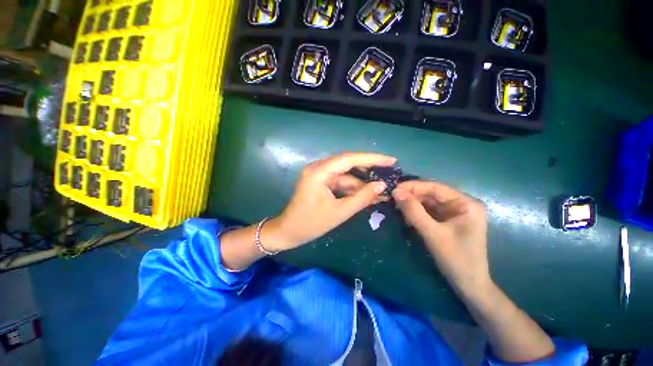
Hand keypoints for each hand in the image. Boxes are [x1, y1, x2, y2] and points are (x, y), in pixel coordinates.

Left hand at [264, 152, 395, 251]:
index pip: (349, 159)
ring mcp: (320, 175)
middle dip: (369, 169)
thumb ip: (362, 198)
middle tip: (390, 171)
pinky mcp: (322, 183)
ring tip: (383, 187)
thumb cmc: (310, 224)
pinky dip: (354, 188)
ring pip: (346, 174)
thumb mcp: (339, 212)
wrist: (289, 232)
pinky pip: (341, 182)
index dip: (371, 159)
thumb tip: (382, 185)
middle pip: (348, 163)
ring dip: (363, 182)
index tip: (391, 160)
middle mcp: (319, 168)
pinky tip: (369, 194)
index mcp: (319, 172)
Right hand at [392, 181, 489, 294]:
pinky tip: (406, 216)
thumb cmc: (456, 259)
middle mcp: (461, 204)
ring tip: (396, 206)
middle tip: (392, 199)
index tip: (394, 189)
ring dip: (412, 204)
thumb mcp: (432, 233)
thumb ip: (413, 211)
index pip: (435, 187)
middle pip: (431, 194)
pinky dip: (417, 213)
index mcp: (465, 203)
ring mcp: (455, 213)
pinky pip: (429, 212)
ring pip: (428, 203)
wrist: (470, 286)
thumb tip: (395, 191)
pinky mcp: (448, 222)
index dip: (413, 186)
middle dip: (412, 196)